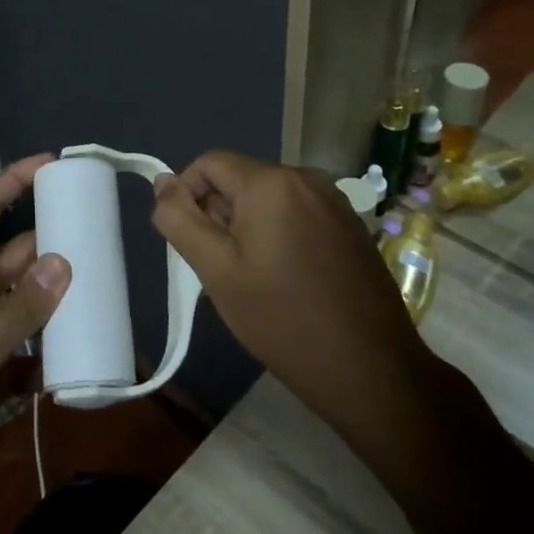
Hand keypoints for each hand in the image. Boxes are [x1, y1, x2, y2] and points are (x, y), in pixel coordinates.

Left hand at [0, 157, 70, 502]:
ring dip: (54, 301)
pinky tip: (75, 360)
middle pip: (13, 257)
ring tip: (104, 297)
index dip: (14, 181)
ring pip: (20, 302)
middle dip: (53, 246)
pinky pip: (18, 346)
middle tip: (105, 244)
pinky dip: (43, 350)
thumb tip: (62, 261)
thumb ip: (16, 314)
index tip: (54, 163)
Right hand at [151, 151, 440, 457]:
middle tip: (224, 268)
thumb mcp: (216, 270)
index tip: (194, 244)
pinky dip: (279, 234)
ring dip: (248, 227)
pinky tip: (288, 280)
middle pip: (240, 179)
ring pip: (268, 199)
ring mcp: (335, 201)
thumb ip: (179, 219)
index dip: (188, 196)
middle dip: (220, 214)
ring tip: (255, 278)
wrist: (371, 370)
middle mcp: (306, 177)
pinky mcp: (351, 225)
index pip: (208, 164)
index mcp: (271, 182)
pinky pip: (297, 214)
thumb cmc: (282, 318)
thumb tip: (163, 182)